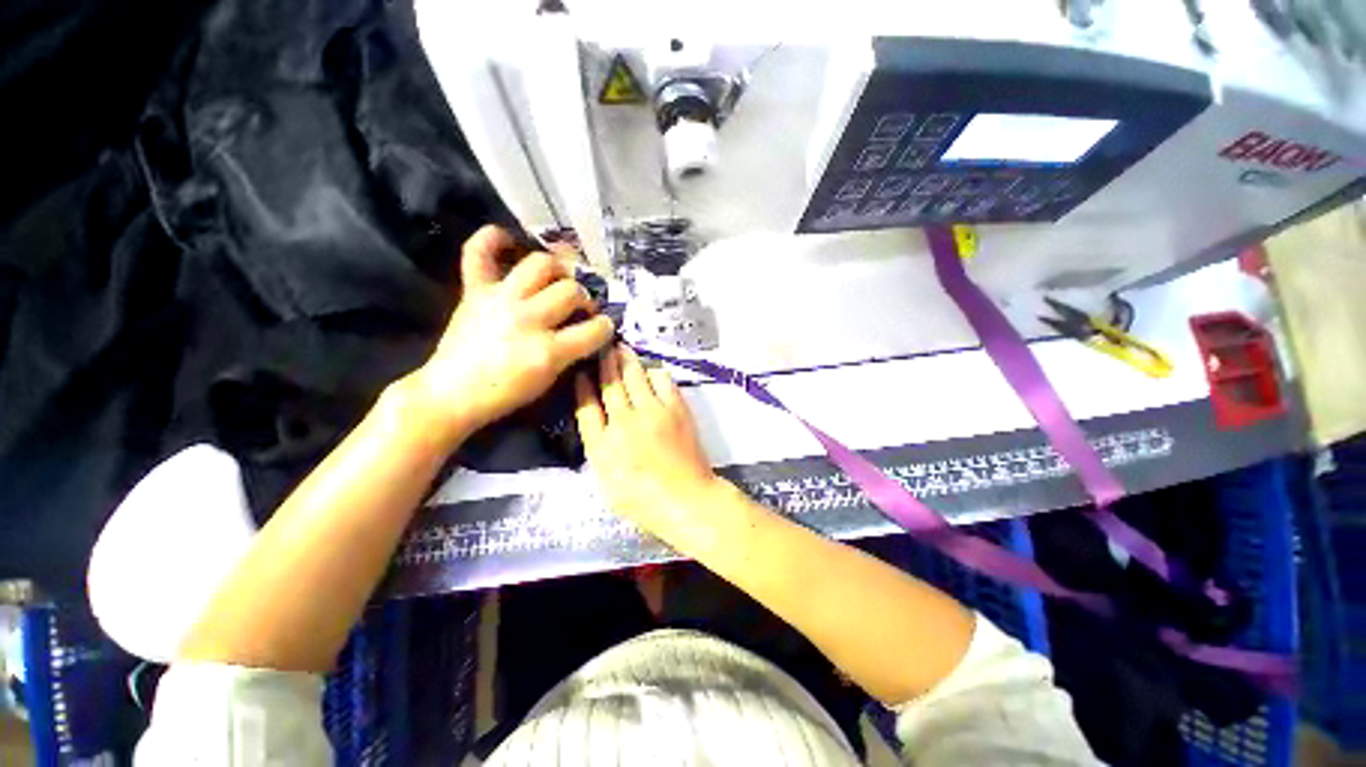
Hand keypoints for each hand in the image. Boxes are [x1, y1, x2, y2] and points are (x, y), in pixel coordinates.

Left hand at [407, 226, 614, 441]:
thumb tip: (590, 328)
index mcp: (548, 351)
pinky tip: (509, 240)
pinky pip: (478, 252)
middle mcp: (527, 319)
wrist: (452, 395)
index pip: (595, 329)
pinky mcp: (475, 291)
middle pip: (572, 290)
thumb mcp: (550, 379)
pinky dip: (492, 239)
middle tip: (581, 305)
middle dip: (585, 297)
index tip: (604, 327)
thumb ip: (572, 351)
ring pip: (541, 264)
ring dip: (558, 269)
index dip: (606, 327)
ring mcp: (499, 300)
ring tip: (558, 279)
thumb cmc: (506, 394)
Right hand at [575, 345, 720, 531]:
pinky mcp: (676, 408)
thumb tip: (597, 421)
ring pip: (635, 375)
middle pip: (611, 383)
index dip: (583, 386)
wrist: (687, 499)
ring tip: (623, 350)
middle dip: (605, 361)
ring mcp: (652, 412)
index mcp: (602, 446)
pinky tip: (651, 371)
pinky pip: (662, 380)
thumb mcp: (608, 483)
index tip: (581, 372)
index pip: (586, 407)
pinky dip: (653, 372)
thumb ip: (599, 450)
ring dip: (628, 360)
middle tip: (604, 345)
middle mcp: (624, 422)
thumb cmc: (644, 500)